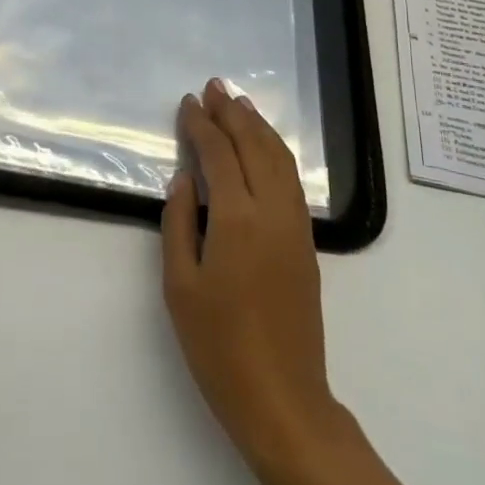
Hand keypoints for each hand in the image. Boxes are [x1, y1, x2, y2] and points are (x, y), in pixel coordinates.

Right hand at [162, 79, 341, 472]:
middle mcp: (271, 211)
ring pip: (279, 158)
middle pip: (253, 145)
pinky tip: (264, 145)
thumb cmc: (219, 346)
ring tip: (239, 103)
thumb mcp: (180, 286)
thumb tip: (185, 177)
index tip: (188, 102)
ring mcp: (295, 224)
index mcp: (237, 219)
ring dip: (258, 126)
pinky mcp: (306, 241)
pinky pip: (291, 179)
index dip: (202, 124)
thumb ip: (179, 223)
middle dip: (232, 112)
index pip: (219, 154)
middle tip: (214, 86)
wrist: (283, 398)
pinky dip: (276, 151)